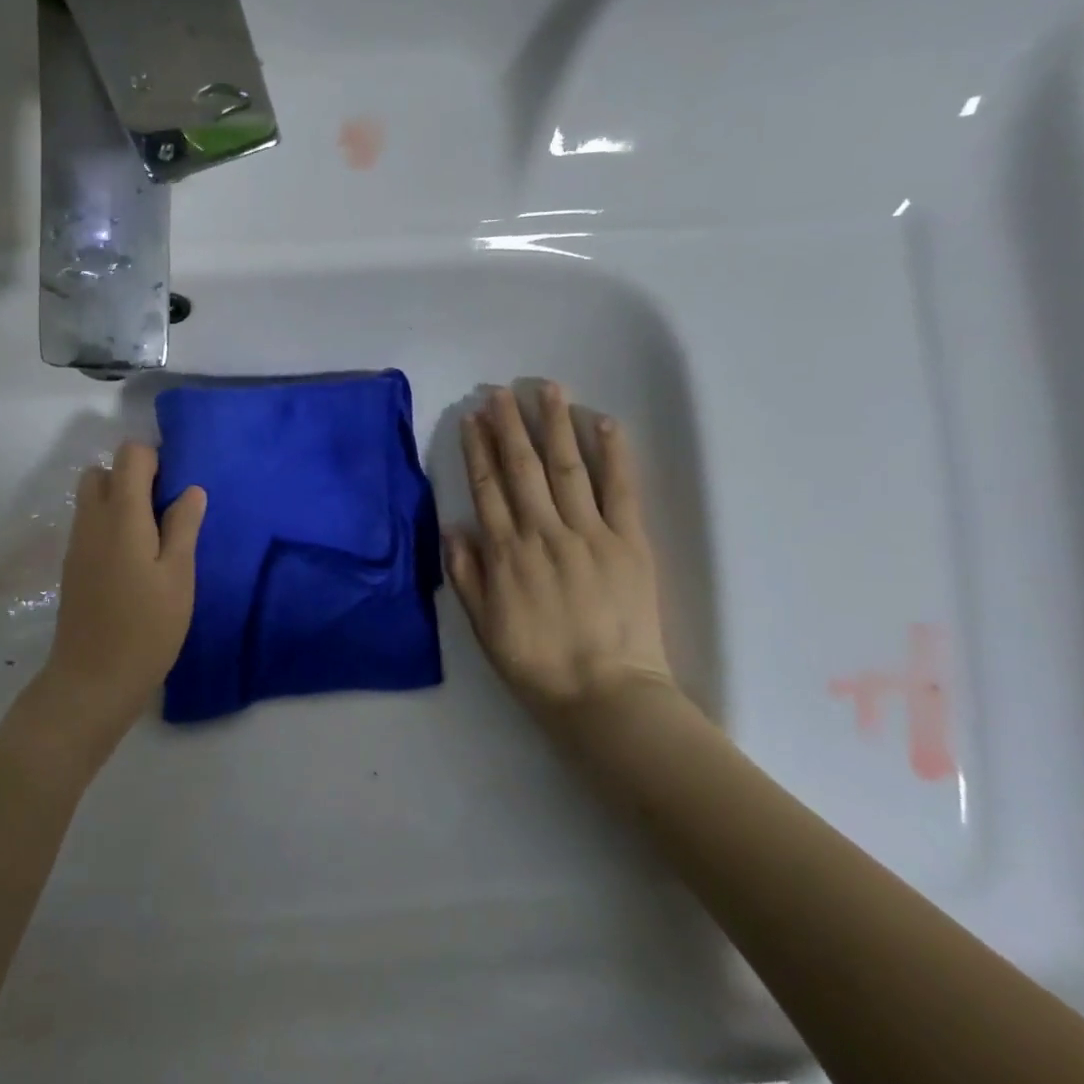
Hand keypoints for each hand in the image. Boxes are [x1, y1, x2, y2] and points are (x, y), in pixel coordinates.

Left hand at [31, 442, 205, 759]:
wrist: (93, 679)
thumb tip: (191, 490)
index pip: (130, 455)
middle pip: (103, 470)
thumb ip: (183, 527)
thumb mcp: (178, 577)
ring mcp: (77, 543)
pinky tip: (134, 561)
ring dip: (120, 501)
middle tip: (164, 512)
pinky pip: (90, 524)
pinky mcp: (72, 565)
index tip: (178, 490)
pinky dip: (110, 524)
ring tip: (152, 538)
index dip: (156, 460)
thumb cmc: (146, 627)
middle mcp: (92, 520)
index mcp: (121, 515)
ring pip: (93, 498)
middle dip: (133, 477)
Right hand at [447, 383, 673, 740]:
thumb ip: (467, 574)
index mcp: (506, 554)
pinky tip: (603, 422)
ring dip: (554, 425)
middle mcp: (543, 533)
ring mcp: (589, 534)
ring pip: (567, 468)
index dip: (478, 450)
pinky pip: (620, 490)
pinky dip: (613, 454)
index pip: (488, 489)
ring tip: (547, 389)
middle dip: (510, 425)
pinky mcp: (629, 543)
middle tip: (500, 390)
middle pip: (522, 468)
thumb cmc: (537, 664)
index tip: (472, 417)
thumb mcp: (483, 626)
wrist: (604, 694)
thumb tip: (454, 526)